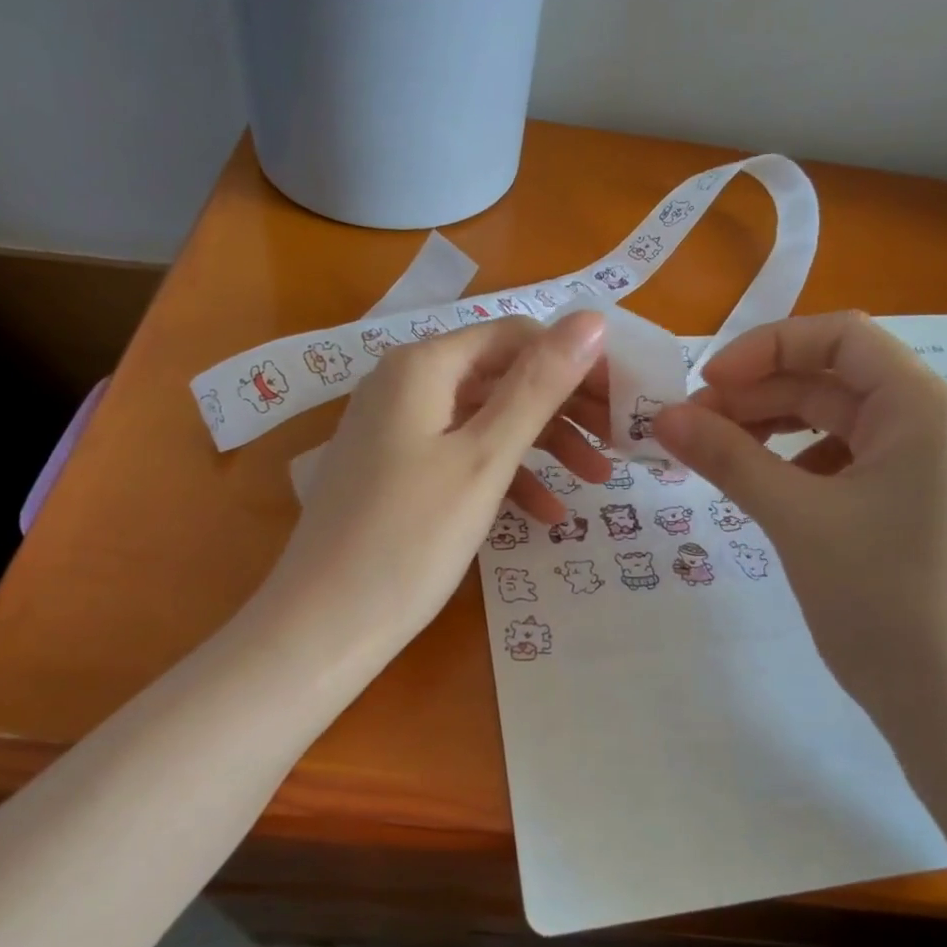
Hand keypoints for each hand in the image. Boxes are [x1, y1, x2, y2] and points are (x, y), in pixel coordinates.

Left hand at [254, 312, 610, 670]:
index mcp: (422, 366)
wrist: (322, 627)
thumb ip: (538, 387)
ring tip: (598, 480)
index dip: (574, 360)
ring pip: (485, 419)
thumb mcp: (484, 459)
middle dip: (564, 406)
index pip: (516, 336)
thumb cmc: (409, 539)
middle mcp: (404, 384)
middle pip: (501, 375)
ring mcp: (395, 430)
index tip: (624, 399)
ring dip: (543, 445)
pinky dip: (504, 476)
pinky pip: (461, 456)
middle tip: (620, 440)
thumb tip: (591, 320)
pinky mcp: (394, 471)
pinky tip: (546, 514)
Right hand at [654, 311, 946, 734]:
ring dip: (773, 428)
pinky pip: (846, 461)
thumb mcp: (795, 518)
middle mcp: (933, 425)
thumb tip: (662, 417)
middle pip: (832, 379)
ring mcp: (926, 468)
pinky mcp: (914, 506)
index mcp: (923, 409)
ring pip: (836, 421)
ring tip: (719, 455)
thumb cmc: (882, 601)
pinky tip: (766, 490)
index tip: (707, 384)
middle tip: (693, 427)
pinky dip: (798, 463)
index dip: (765, 348)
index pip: (840, 336)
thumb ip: (727, 457)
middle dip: (759, 394)